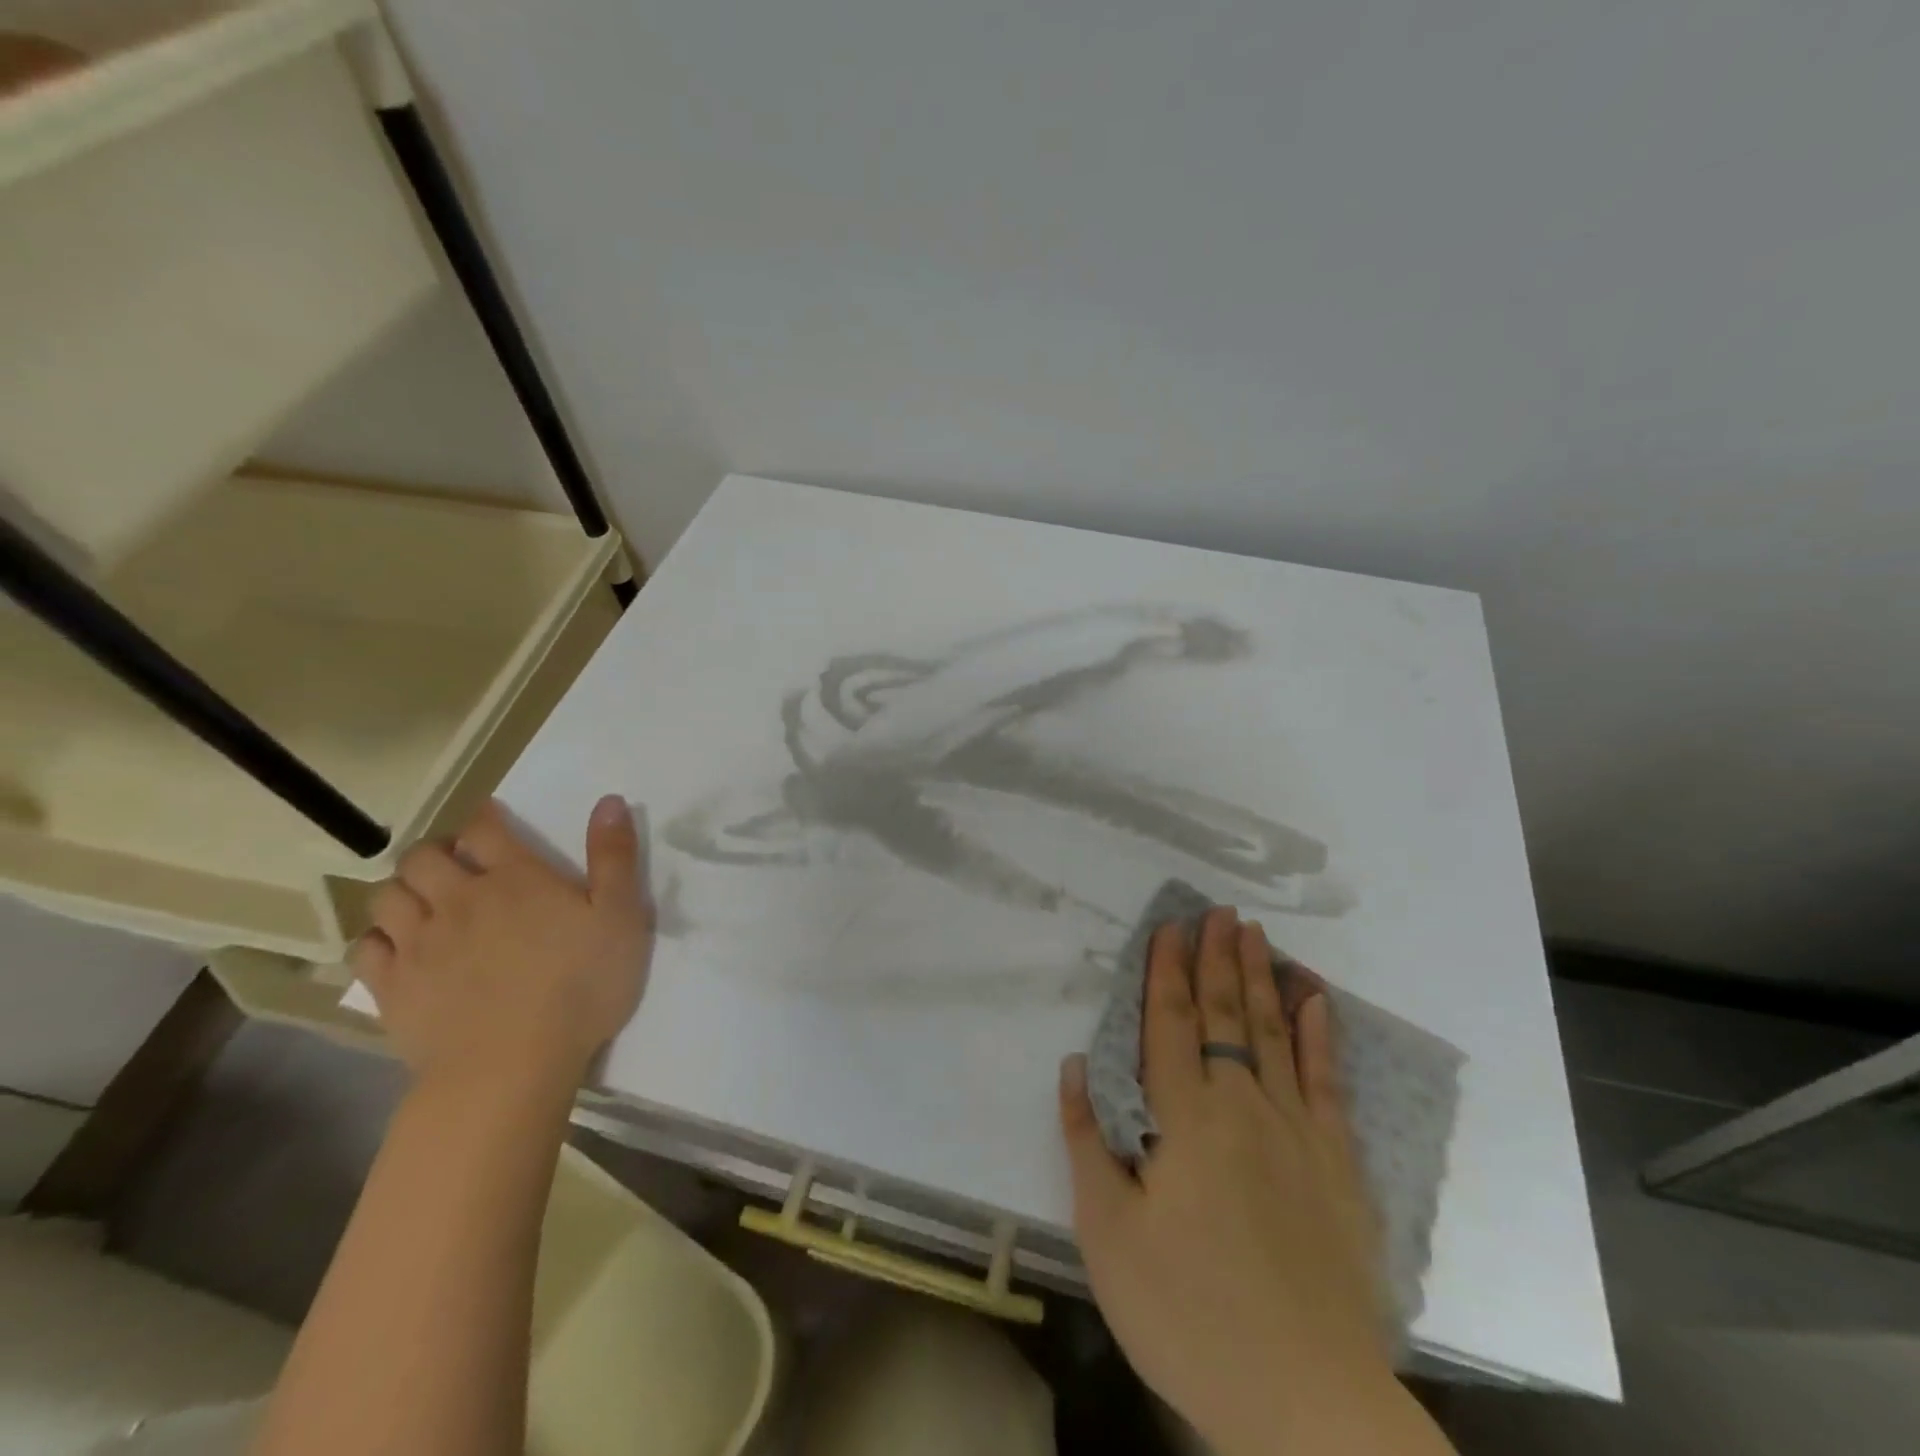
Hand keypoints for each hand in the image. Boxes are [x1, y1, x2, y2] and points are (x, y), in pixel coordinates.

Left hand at [351, 796, 653, 1088]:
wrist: (512, 1066)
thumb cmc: (580, 987)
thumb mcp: (621, 917)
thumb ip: (615, 857)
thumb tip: (610, 800)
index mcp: (516, 878)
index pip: (484, 828)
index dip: (485, 818)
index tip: (492, 820)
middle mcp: (459, 899)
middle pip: (423, 856)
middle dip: (437, 852)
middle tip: (456, 865)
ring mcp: (419, 943)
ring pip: (387, 896)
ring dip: (404, 891)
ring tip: (424, 904)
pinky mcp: (392, 987)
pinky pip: (364, 948)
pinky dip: (378, 940)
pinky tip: (398, 949)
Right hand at [1059, 908, 1395, 1455]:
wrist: (1307, 1403)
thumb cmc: (1190, 1315)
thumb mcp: (1108, 1236)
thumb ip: (1088, 1143)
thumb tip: (1074, 1067)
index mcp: (1185, 1120)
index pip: (1170, 1024)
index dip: (1166, 972)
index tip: (1169, 927)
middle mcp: (1242, 1106)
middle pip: (1225, 1015)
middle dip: (1217, 958)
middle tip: (1218, 910)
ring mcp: (1297, 1132)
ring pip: (1273, 1034)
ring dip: (1260, 979)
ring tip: (1255, 934)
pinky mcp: (1339, 1166)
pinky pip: (1328, 1082)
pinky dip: (1321, 1036)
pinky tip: (1317, 1001)